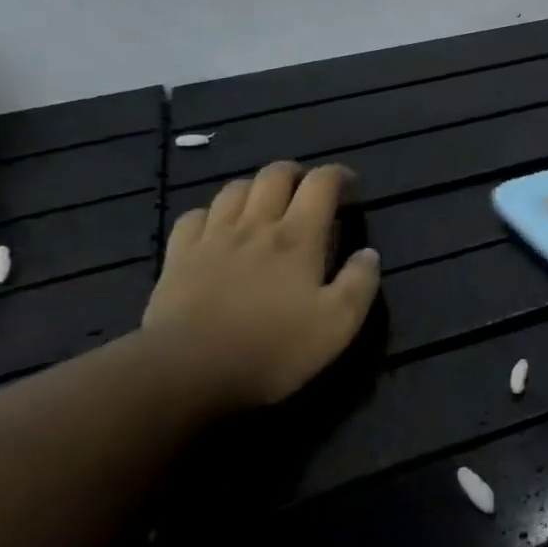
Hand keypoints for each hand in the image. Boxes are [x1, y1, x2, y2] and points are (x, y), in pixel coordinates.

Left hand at [144, 161, 380, 407]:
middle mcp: (256, 225)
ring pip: (235, 188)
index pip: (321, 183)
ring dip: (256, 187)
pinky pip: (194, 216)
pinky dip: (212, 213)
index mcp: (298, 236)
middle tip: (308, 192)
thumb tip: (369, 253)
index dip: (339, 174)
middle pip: (275, 174)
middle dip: (297, 174)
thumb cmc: (272, 348)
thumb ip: (360, 283)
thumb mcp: (337, 325)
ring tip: (266, 205)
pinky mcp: (178, 257)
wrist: (186, 372)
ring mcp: (212, 238)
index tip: (351, 186)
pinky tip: (218, 228)